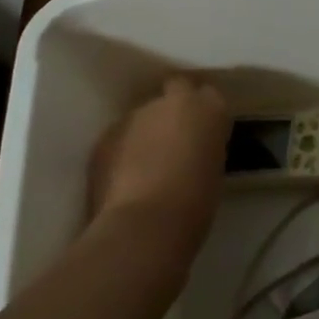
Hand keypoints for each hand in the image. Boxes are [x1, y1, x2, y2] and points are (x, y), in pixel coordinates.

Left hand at [86, 76, 229, 253]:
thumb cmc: (195, 203)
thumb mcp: (213, 168)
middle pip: (172, 93)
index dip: (200, 111)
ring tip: (145, 166)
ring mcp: (133, 116)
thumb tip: (189, 148)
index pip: (206, 93)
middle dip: (171, 112)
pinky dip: (121, 151)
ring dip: (144, 132)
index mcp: (207, 108)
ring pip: (142, 116)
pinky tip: (123, 179)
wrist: (145, 225)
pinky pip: (118, 138)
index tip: (200, 130)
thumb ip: (201, 146)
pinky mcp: (105, 137)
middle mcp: (170, 101)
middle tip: (173, 142)